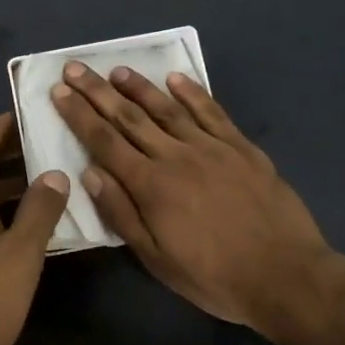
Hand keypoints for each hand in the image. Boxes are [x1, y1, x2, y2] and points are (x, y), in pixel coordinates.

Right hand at [49, 63, 340, 330]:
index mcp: (151, 185)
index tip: (59, 91)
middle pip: (129, 117)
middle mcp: (176, 156)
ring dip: (139, 87)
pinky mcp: (241, 147)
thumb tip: (90, 172)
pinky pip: (212, 112)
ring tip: (116, 70)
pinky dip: (192, 93)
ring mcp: (211, 147)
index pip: (105, 142)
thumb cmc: (214, 276)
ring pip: (167, 109)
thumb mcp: (157, 259)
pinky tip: (176, 79)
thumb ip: (122, 214)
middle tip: (75, 68)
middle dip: (98, 91)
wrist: (285, 275)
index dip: (79, 115)